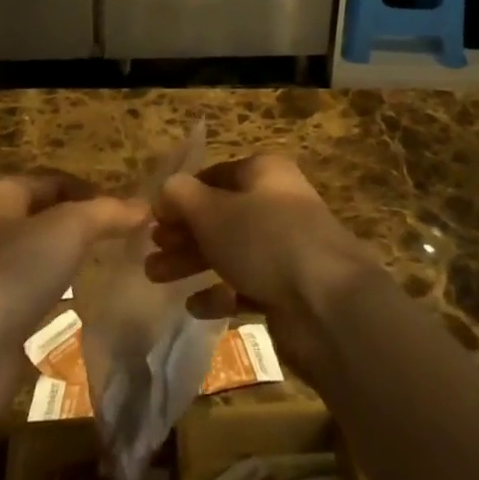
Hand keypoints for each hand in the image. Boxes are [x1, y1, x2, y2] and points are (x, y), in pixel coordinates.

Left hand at [0, 173, 146, 366]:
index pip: (52, 179)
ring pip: (34, 253)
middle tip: (116, 236)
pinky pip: (27, 290)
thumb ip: (107, 213)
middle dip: (78, 223)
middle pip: (43, 214)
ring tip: (100, 265)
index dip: (89, 190)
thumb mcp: (70, 228)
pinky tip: (72, 302)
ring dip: (64, 257)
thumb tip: (144, 206)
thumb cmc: (15, 270)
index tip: (123, 210)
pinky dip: (50, 290)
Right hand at [144, 155, 379, 368]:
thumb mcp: (212, 211)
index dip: (182, 195)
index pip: (214, 176)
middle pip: (220, 214)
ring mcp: (286, 247)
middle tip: (151, 252)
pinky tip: (195, 306)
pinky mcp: (289, 289)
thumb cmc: (264, 240)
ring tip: (157, 278)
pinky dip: (219, 293)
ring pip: (230, 250)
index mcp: (264, 172)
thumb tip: (165, 191)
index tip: (153, 218)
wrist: (327, 305)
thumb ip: (181, 196)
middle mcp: (277, 203)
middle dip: (182, 233)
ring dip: (192, 262)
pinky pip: (246, 285)